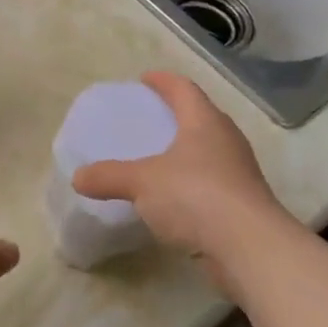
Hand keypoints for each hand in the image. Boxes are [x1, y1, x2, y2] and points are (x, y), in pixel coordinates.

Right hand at [71, 73, 283, 276]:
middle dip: (175, 115)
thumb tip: (78, 177)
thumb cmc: (196, 196)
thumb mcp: (142, 182)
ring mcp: (238, 172)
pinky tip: (173, 198)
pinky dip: (191, 183)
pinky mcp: (241, 203)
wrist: (250, 247)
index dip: (164, 81)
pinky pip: (211, 182)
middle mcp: (227, 140)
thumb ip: (109, 177)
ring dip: (185, 151)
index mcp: (205, 122)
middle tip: (148, 118)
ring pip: (208, 151)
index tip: (145, 79)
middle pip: (200, 117)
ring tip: (157, 158)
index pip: (184, 89)